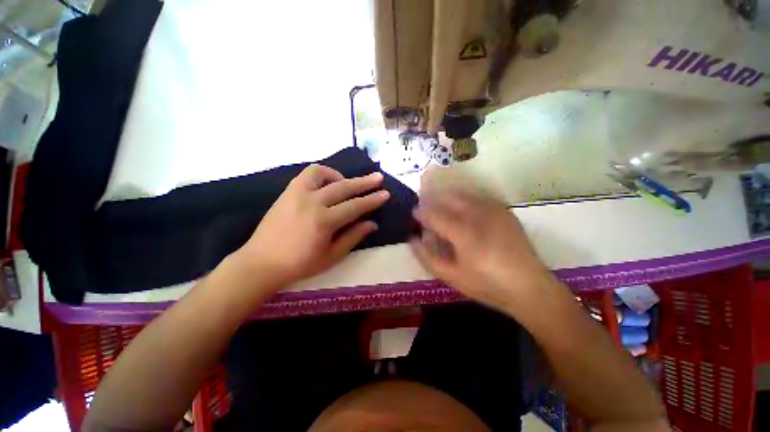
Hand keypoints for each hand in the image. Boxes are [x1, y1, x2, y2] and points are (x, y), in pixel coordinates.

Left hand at [234, 164, 389, 289]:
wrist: (262, 263)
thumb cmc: (300, 264)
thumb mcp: (332, 256)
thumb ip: (353, 237)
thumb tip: (372, 224)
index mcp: (324, 222)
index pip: (355, 206)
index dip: (372, 200)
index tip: (385, 194)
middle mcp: (312, 202)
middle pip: (344, 187)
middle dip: (364, 182)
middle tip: (378, 178)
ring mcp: (297, 194)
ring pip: (323, 173)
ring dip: (340, 175)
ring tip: (348, 182)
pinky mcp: (287, 192)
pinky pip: (307, 175)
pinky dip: (322, 174)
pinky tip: (327, 183)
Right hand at [410, 187, 551, 308]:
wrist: (529, 286)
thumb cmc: (486, 284)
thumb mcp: (451, 276)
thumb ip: (427, 256)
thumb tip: (413, 239)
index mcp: (463, 233)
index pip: (435, 215)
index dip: (421, 212)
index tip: (414, 212)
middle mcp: (478, 215)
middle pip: (448, 198)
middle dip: (433, 198)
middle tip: (425, 203)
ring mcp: (493, 210)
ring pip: (463, 194)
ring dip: (447, 194)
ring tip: (440, 201)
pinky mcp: (503, 211)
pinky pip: (478, 196)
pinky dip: (464, 197)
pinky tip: (461, 205)